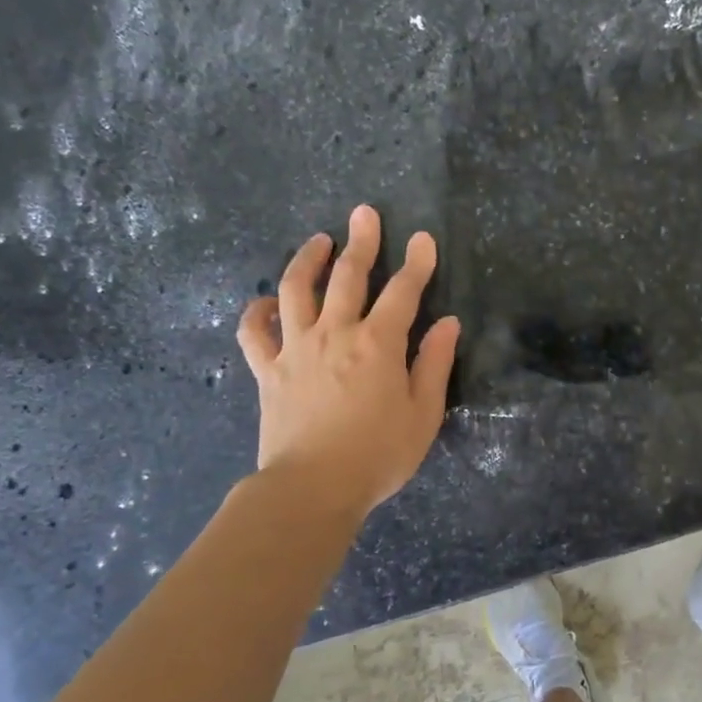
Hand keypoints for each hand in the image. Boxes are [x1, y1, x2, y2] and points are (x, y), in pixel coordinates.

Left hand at [236, 204, 459, 519]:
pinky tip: (267, 302)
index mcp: (378, 344)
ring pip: (295, 289)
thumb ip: (435, 363)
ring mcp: (296, 348)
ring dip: (306, 260)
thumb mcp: (423, 414)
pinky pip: (254, 332)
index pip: (403, 291)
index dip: (416, 262)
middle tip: (364, 214)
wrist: (312, 488)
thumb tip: (448, 323)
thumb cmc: (378, 454)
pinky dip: (258, 312)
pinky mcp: (268, 370)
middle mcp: (336, 333)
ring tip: (317, 240)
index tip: (423, 239)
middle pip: (347, 275)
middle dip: (361, 242)